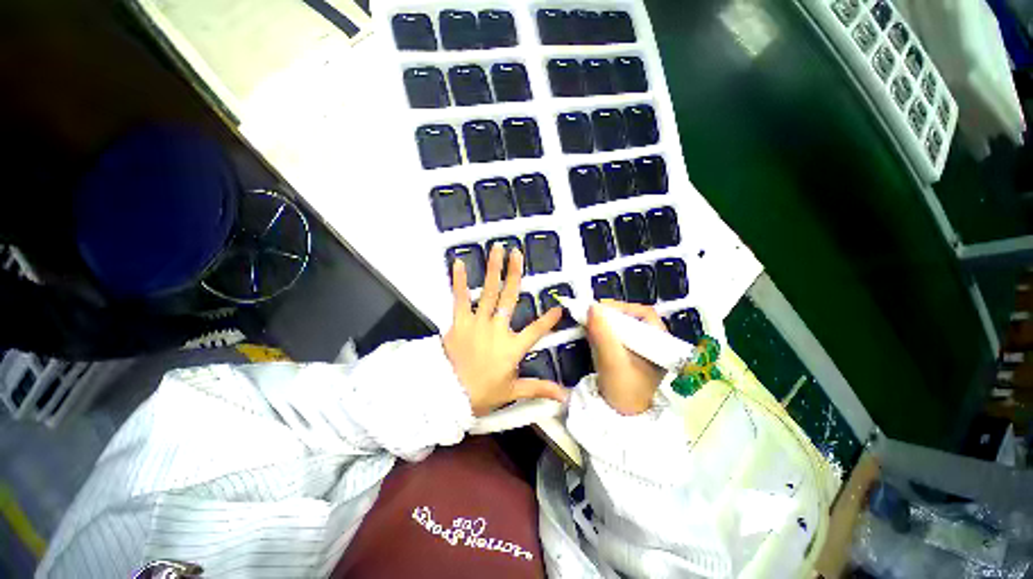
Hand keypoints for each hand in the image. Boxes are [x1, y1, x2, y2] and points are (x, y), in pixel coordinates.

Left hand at [443, 244, 566, 415]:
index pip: (536, 331)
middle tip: (517, 253)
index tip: (559, 307)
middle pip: (509, 298)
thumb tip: (565, 396)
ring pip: (488, 292)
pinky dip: (459, 281)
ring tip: (496, 249)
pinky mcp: (460, 322)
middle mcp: (498, 329)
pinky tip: (458, 262)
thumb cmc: (483, 393)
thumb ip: (539, 388)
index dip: (549, 320)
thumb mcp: (513, 391)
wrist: (450, 395)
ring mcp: (478, 322)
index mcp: (513, 347)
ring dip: (493, 269)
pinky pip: (460, 298)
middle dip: (515, 274)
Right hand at [586, 301, 666, 414]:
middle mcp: (653, 343)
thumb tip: (592, 307)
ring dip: (607, 321)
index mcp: (660, 344)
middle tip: (593, 314)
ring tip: (591, 321)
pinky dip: (605, 330)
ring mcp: (640, 348)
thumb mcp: (612, 361)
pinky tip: (593, 332)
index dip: (624, 308)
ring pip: (624, 325)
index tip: (603, 309)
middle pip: (634, 318)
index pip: (645, 315)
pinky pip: (617, 334)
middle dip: (612, 314)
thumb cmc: (623, 390)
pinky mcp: (629, 353)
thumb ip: (603, 334)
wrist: (619, 416)